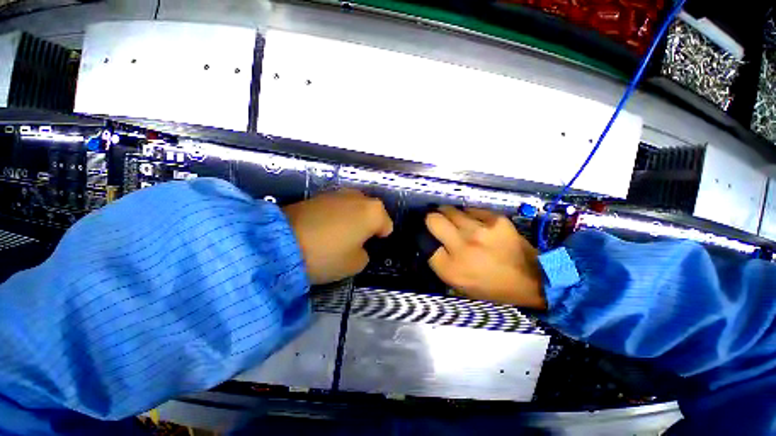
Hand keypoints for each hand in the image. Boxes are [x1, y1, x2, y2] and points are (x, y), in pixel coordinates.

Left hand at [283, 189, 392, 284]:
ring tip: (336, 235)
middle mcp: (359, 197)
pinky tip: (321, 228)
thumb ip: (364, 254)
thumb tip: (357, 246)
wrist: (281, 243)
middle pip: (370, 213)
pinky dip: (334, 215)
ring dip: (350, 219)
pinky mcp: (318, 195)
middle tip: (353, 241)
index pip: (386, 225)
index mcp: (373, 212)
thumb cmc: (327, 254)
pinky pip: (335, 206)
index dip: (379, 238)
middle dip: (366, 224)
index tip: (367, 247)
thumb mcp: (355, 264)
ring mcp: (337, 193)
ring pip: (352, 208)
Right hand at [425, 206, 545, 308]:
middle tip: (436, 221)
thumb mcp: (459, 284)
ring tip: (455, 220)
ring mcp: (480, 231)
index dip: (425, 237)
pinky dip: (468, 215)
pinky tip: (475, 222)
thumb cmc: (491, 286)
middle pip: (433, 220)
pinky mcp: (495, 219)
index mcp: (451, 269)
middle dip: (431, 219)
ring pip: (450, 210)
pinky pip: (471, 210)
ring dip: (448, 214)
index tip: (429, 235)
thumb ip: (440, 263)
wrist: (531, 278)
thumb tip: (429, 241)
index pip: (425, 243)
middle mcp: (463, 248)